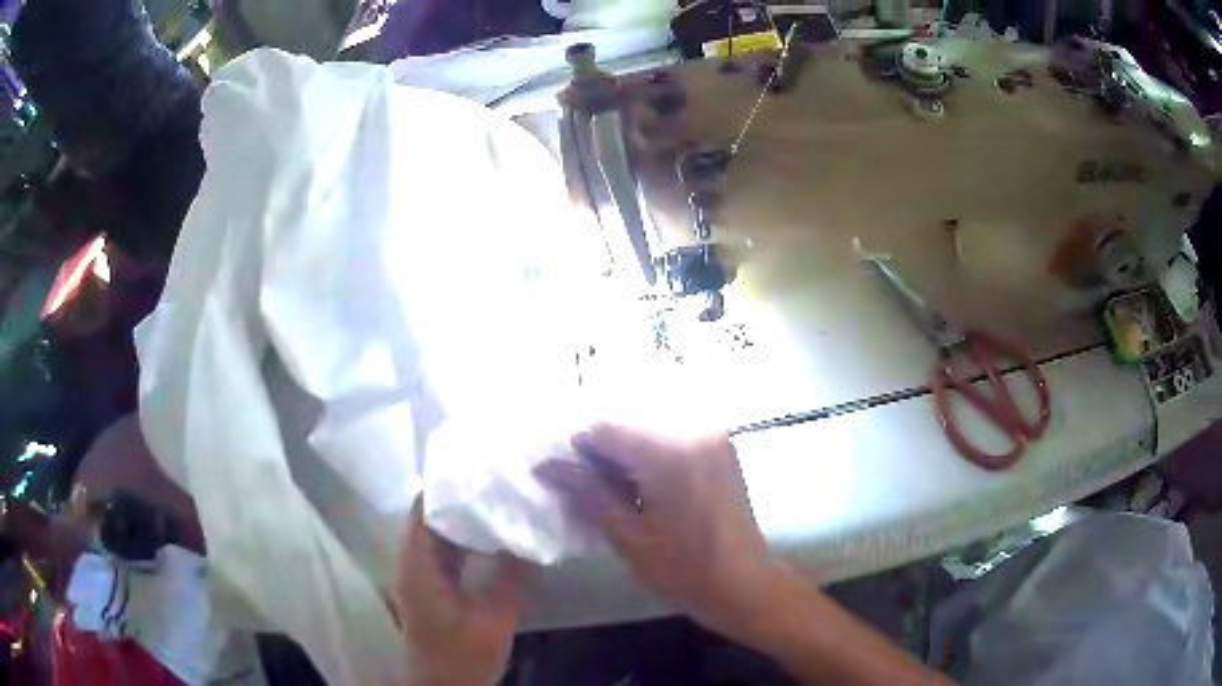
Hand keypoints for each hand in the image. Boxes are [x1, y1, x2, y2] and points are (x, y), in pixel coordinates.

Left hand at [396, 501, 522, 685]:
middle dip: (461, 500)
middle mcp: (411, 565)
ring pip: (438, 536)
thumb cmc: (462, 657)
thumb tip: (530, 538)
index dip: (446, 487)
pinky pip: (445, 555)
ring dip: (464, 521)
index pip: (422, 509)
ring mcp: (419, 578)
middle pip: (429, 518)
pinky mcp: (430, 590)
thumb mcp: (494, 619)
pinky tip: (494, 539)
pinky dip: (465, 543)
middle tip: (499, 483)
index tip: (480, 470)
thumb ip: (510, 578)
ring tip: (501, 503)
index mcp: (417, 567)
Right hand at [535, 424, 776, 640]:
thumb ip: (588, 493)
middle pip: (632, 427)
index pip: (608, 431)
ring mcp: (713, 437)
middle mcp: (695, 431)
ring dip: (630, 456)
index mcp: (670, 452)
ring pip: (653, 432)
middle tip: (594, 489)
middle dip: (606, 454)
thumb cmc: (684, 569)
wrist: (744, 584)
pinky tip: (649, 489)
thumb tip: (547, 465)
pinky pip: (675, 439)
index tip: (566, 476)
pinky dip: (655, 458)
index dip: (580, 451)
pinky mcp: (722, 448)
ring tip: (621, 493)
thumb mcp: (628, 536)